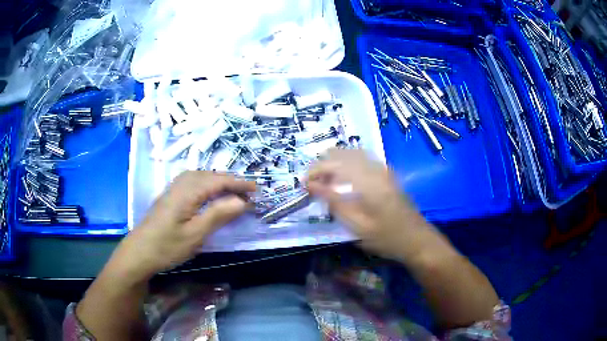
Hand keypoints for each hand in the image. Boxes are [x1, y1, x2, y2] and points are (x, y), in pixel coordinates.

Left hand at [112, 171, 255, 280]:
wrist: (139, 252)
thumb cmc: (167, 246)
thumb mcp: (195, 234)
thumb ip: (218, 215)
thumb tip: (242, 201)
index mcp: (188, 192)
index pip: (219, 181)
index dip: (239, 183)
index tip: (257, 189)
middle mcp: (180, 184)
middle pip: (210, 175)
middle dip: (231, 181)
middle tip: (248, 192)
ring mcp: (173, 189)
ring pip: (200, 177)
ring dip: (218, 181)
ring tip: (233, 191)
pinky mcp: (169, 196)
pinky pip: (192, 182)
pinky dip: (207, 184)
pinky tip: (208, 194)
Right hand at [307, 149, 433, 261]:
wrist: (417, 239)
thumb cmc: (386, 237)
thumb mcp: (357, 226)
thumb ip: (334, 202)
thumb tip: (311, 186)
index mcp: (367, 180)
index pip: (334, 164)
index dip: (315, 171)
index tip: (303, 184)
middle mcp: (375, 168)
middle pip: (343, 153)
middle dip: (323, 164)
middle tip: (312, 183)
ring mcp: (383, 169)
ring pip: (352, 154)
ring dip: (335, 163)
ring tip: (324, 180)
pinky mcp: (387, 173)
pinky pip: (362, 159)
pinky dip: (347, 164)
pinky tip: (343, 179)